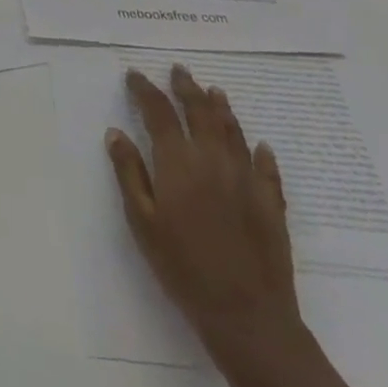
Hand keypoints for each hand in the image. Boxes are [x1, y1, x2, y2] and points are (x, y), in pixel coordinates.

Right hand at [105, 64, 304, 365]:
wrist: (247, 316)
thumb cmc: (183, 268)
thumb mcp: (142, 222)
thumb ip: (129, 173)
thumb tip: (115, 132)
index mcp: (178, 162)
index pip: (158, 112)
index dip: (145, 90)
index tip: (135, 76)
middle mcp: (213, 159)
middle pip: (199, 111)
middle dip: (186, 88)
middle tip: (178, 70)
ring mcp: (246, 179)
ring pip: (233, 131)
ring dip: (221, 108)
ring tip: (214, 91)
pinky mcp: (271, 203)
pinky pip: (266, 167)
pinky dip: (260, 152)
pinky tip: (260, 146)